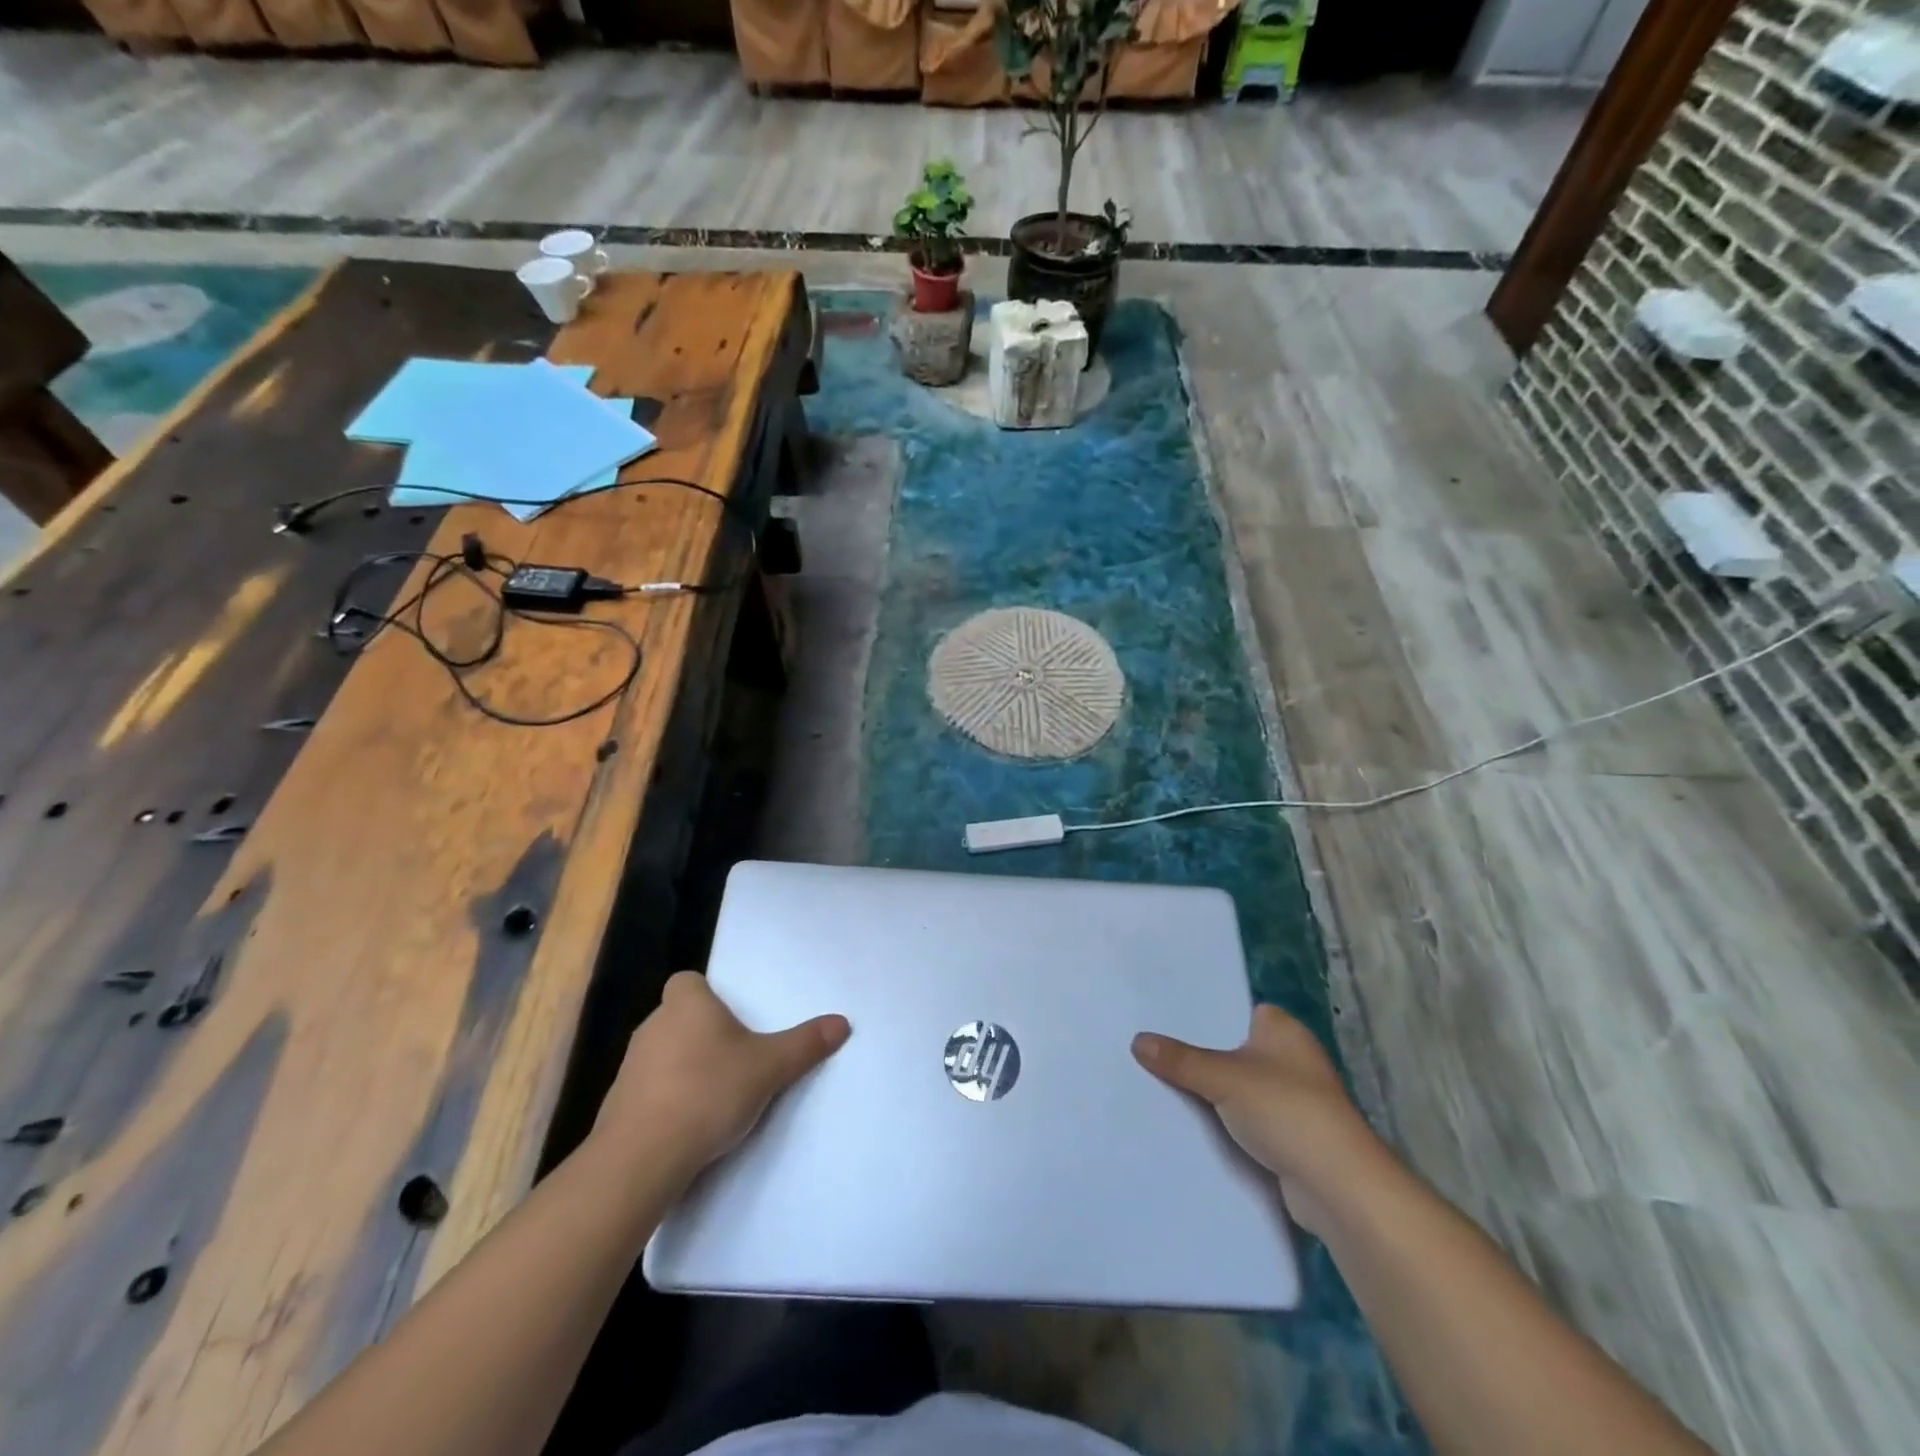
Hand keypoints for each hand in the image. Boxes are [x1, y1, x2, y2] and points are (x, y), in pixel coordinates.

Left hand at [590, 971, 849, 1181]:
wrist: (641, 1158)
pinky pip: (648, 1090)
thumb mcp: (769, 1067)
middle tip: (734, 1056)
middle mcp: (653, 1025)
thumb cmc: (708, 1093)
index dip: (706, 994)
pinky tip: (687, 1125)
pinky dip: (665, 1100)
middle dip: (702, 1033)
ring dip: (683, 1067)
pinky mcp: (617, 1105)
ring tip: (714, 1094)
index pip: (687, 981)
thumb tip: (842, 1022)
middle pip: (678, 1017)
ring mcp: (630, 1066)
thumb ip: (805, 1044)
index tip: (729, 1016)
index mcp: (687, 1004)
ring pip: (662, 1054)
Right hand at [1133, 1005, 1384, 1237]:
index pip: (1242, 1011)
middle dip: (1205, 1058)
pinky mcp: (1293, 1139)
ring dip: (1216, 1096)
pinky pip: (1249, 1123)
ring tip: (1164, 1088)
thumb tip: (1137, 1040)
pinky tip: (1194, 1128)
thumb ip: (1180, 1060)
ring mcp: (1296, 1102)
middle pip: (1237, 1051)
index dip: (1210, 1016)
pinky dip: (1229, 1127)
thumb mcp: (1223, 1077)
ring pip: (1242, 1090)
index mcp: (1284, 1030)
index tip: (1171, 1022)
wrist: (1337, 1186)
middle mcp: (1294, 1060)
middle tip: (1158, 1054)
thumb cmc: (1285, 1110)